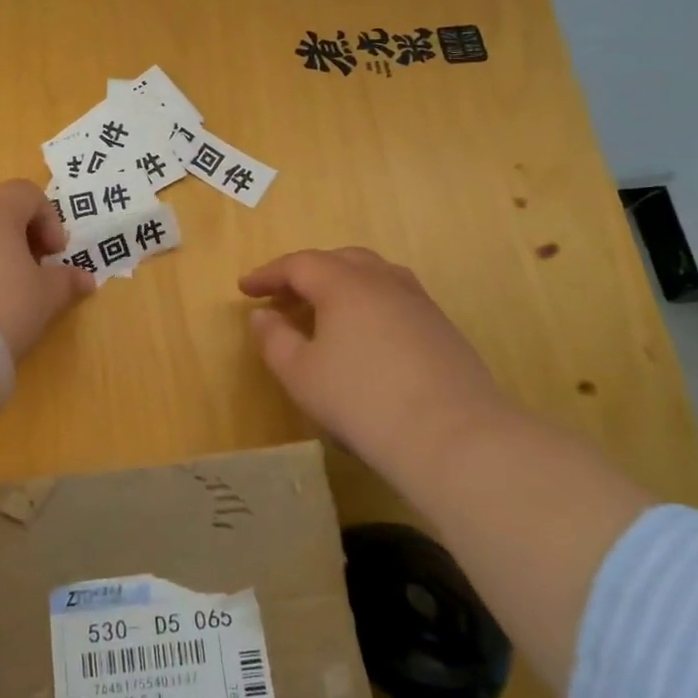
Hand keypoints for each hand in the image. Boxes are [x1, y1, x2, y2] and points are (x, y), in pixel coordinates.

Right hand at [240, 247, 517, 483]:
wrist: (453, 436)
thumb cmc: (361, 400)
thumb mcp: (300, 374)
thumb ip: (274, 339)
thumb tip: (263, 315)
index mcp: (345, 284)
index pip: (299, 264)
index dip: (268, 274)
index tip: (244, 288)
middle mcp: (384, 281)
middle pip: (340, 260)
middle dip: (307, 273)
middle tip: (284, 295)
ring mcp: (419, 303)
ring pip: (374, 276)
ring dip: (342, 285)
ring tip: (324, 309)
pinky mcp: (443, 329)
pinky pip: (396, 299)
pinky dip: (369, 304)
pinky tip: (365, 335)